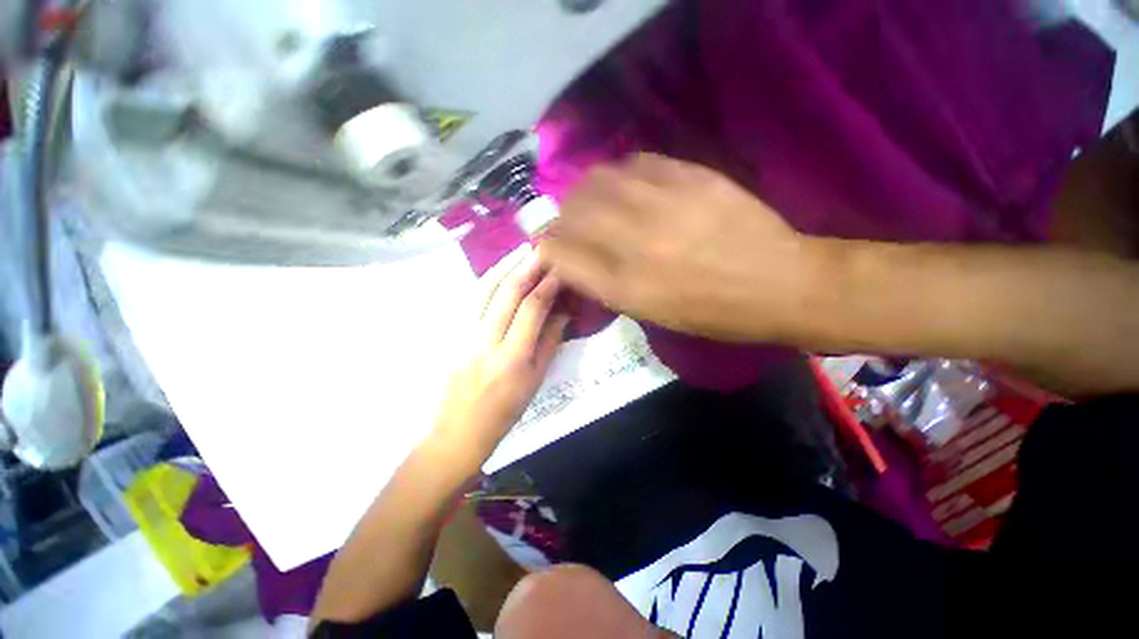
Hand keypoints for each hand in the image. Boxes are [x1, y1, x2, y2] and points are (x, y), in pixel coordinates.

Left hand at [431, 246, 569, 462]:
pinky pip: (470, 300)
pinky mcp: (451, 334)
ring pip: (483, 291)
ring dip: (503, 267)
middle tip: (541, 249)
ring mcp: (463, 336)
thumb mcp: (536, 380)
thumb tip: (563, 311)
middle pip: (506, 294)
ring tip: (519, 251)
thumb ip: (550, 342)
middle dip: (526, 268)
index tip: (558, 269)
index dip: (546, 285)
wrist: (460, 430)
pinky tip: (497, 271)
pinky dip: (485, 281)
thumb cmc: (506, 411)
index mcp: (512, 358)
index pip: (531, 309)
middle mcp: (485, 341)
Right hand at [541, 153, 810, 341]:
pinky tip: (629, 186)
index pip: (560, 255)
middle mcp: (634, 243)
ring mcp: (662, 204)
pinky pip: (637, 162)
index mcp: (624, 286)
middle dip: (561, 218)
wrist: (779, 283)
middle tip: (569, 223)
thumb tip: (573, 260)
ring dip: (586, 191)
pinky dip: (621, 173)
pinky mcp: (690, 177)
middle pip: (571, 213)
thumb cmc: (710, 312)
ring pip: (597, 181)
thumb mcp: (649, 312)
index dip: (547, 248)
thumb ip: (605, 284)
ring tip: (595, 201)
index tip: (550, 248)